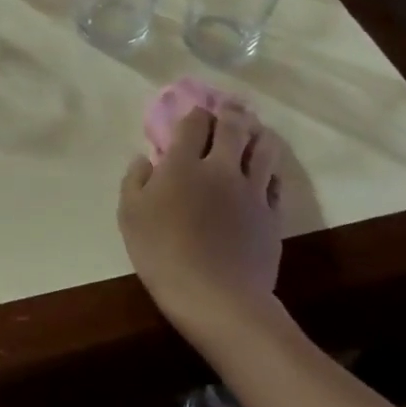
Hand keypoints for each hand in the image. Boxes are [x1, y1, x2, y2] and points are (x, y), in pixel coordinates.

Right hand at [118, 103, 283, 347]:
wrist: (216, 298)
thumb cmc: (163, 254)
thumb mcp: (130, 216)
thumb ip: (135, 180)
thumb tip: (144, 159)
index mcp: (183, 163)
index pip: (194, 122)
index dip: (195, 113)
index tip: (193, 114)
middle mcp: (220, 167)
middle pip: (233, 126)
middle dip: (230, 112)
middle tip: (229, 108)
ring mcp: (251, 190)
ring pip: (263, 147)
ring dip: (258, 133)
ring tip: (253, 132)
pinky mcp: (271, 213)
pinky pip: (276, 180)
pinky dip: (270, 169)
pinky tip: (265, 171)